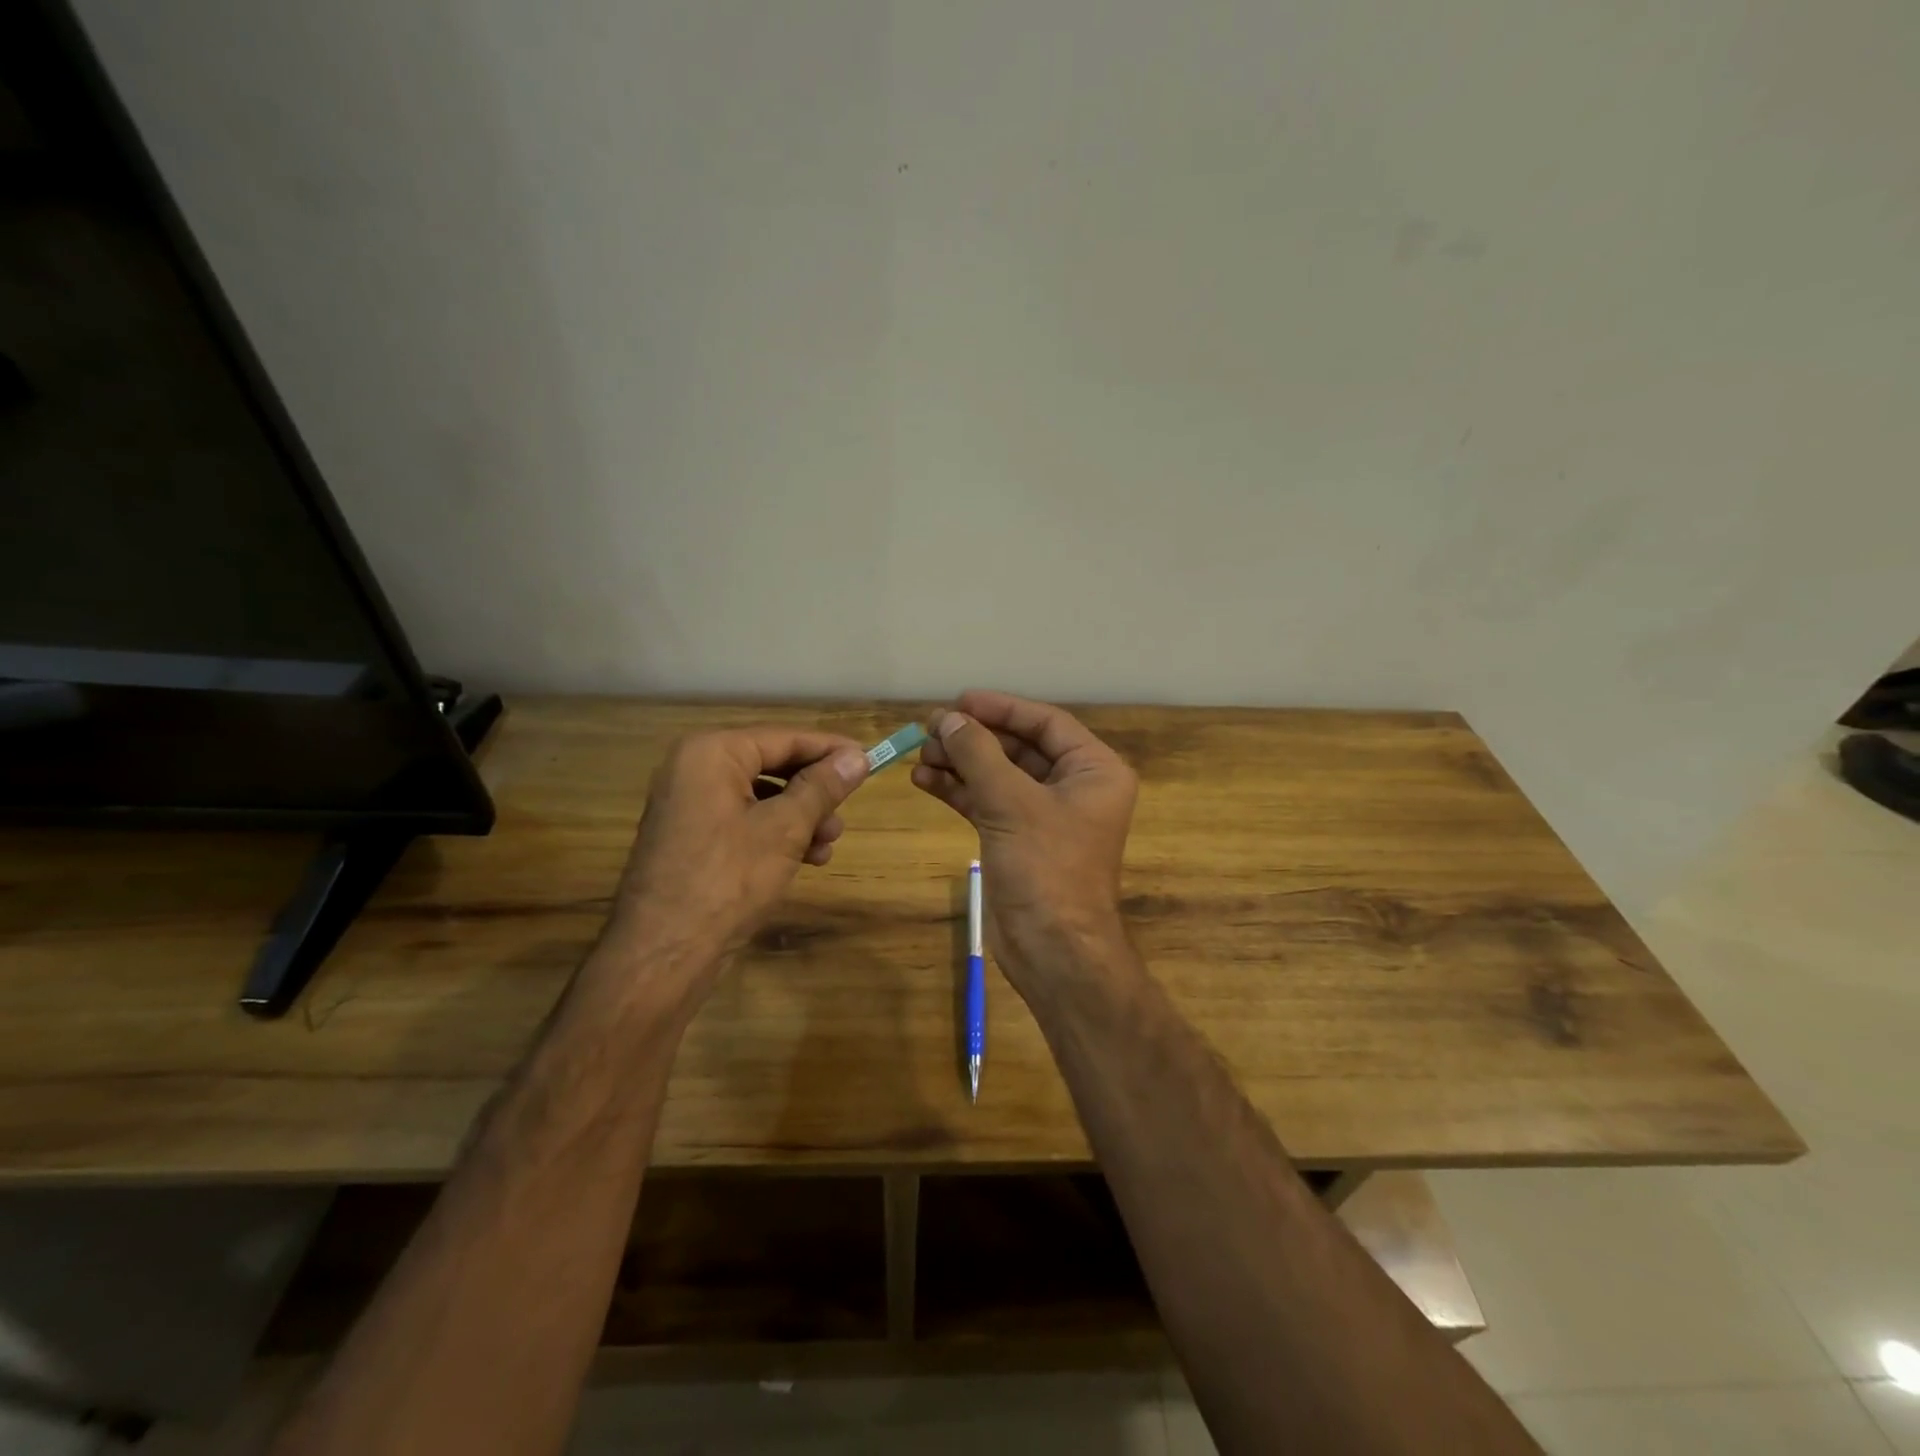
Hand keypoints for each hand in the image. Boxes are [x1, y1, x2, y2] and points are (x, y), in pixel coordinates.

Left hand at [609, 727, 869, 979]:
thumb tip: (858, 758)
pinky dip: (777, 834)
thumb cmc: (728, 879)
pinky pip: (745, 821)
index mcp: (711, 753)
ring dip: (802, 816)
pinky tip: (808, 858)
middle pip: (772, 765)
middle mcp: (695, 770)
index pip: (784, 738)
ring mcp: (690, 806)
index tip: (869, 758)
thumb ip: (822, 787)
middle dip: (815, 790)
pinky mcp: (693, 838)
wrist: (663, 954)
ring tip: (830, 843)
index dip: (830, 749)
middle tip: (848, 808)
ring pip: (762, 797)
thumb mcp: (785, 829)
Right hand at [910, 691, 1137, 993]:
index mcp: (1094, 770)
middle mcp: (1074, 787)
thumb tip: (947, 719)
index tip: (959, 701)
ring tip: (919, 754)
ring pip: (999, 775)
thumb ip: (978, 754)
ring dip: (960, 763)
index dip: (1001, 708)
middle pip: (1019, 747)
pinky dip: (959, 791)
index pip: (1046, 723)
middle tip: (930, 728)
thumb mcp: (1011, 802)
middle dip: (974, 738)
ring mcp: (1045, 816)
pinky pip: (988, 803)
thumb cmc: (1046, 867)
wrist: (1052, 949)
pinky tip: (924, 780)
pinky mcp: (1019, 840)